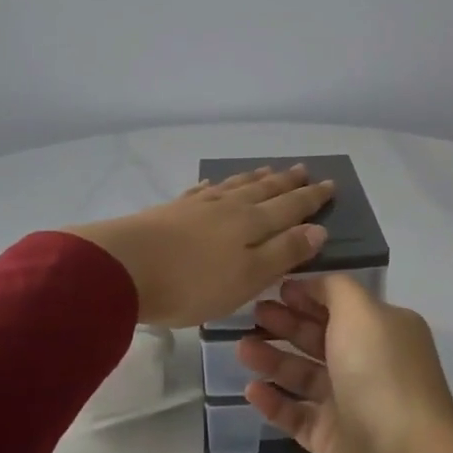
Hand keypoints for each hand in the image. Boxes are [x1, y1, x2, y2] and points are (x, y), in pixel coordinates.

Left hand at [67, 166, 335, 328]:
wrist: (122, 268)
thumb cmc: (193, 283)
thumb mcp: (248, 277)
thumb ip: (283, 253)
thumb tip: (319, 229)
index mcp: (252, 224)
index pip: (290, 207)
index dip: (311, 198)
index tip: (330, 184)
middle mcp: (228, 207)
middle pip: (263, 190)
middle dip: (286, 182)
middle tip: (304, 168)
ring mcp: (197, 206)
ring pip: (234, 186)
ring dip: (255, 178)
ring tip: (268, 170)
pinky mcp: (170, 211)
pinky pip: (202, 191)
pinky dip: (215, 185)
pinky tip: (214, 183)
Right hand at [238, 276, 452, 452]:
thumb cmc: (379, 370)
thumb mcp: (361, 310)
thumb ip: (335, 289)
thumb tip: (313, 285)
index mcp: (385, 331)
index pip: (342, 306)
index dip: (309, 296)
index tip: (275, 289)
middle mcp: (371, 364)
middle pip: (321, 339)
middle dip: (286, 325)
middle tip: (251, 316)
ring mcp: (352, 404)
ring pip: (305, 377)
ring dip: (274, 360)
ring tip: (241, 350)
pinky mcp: (333, 440)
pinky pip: (297, 415)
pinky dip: (274, 402)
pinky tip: (250, 390)